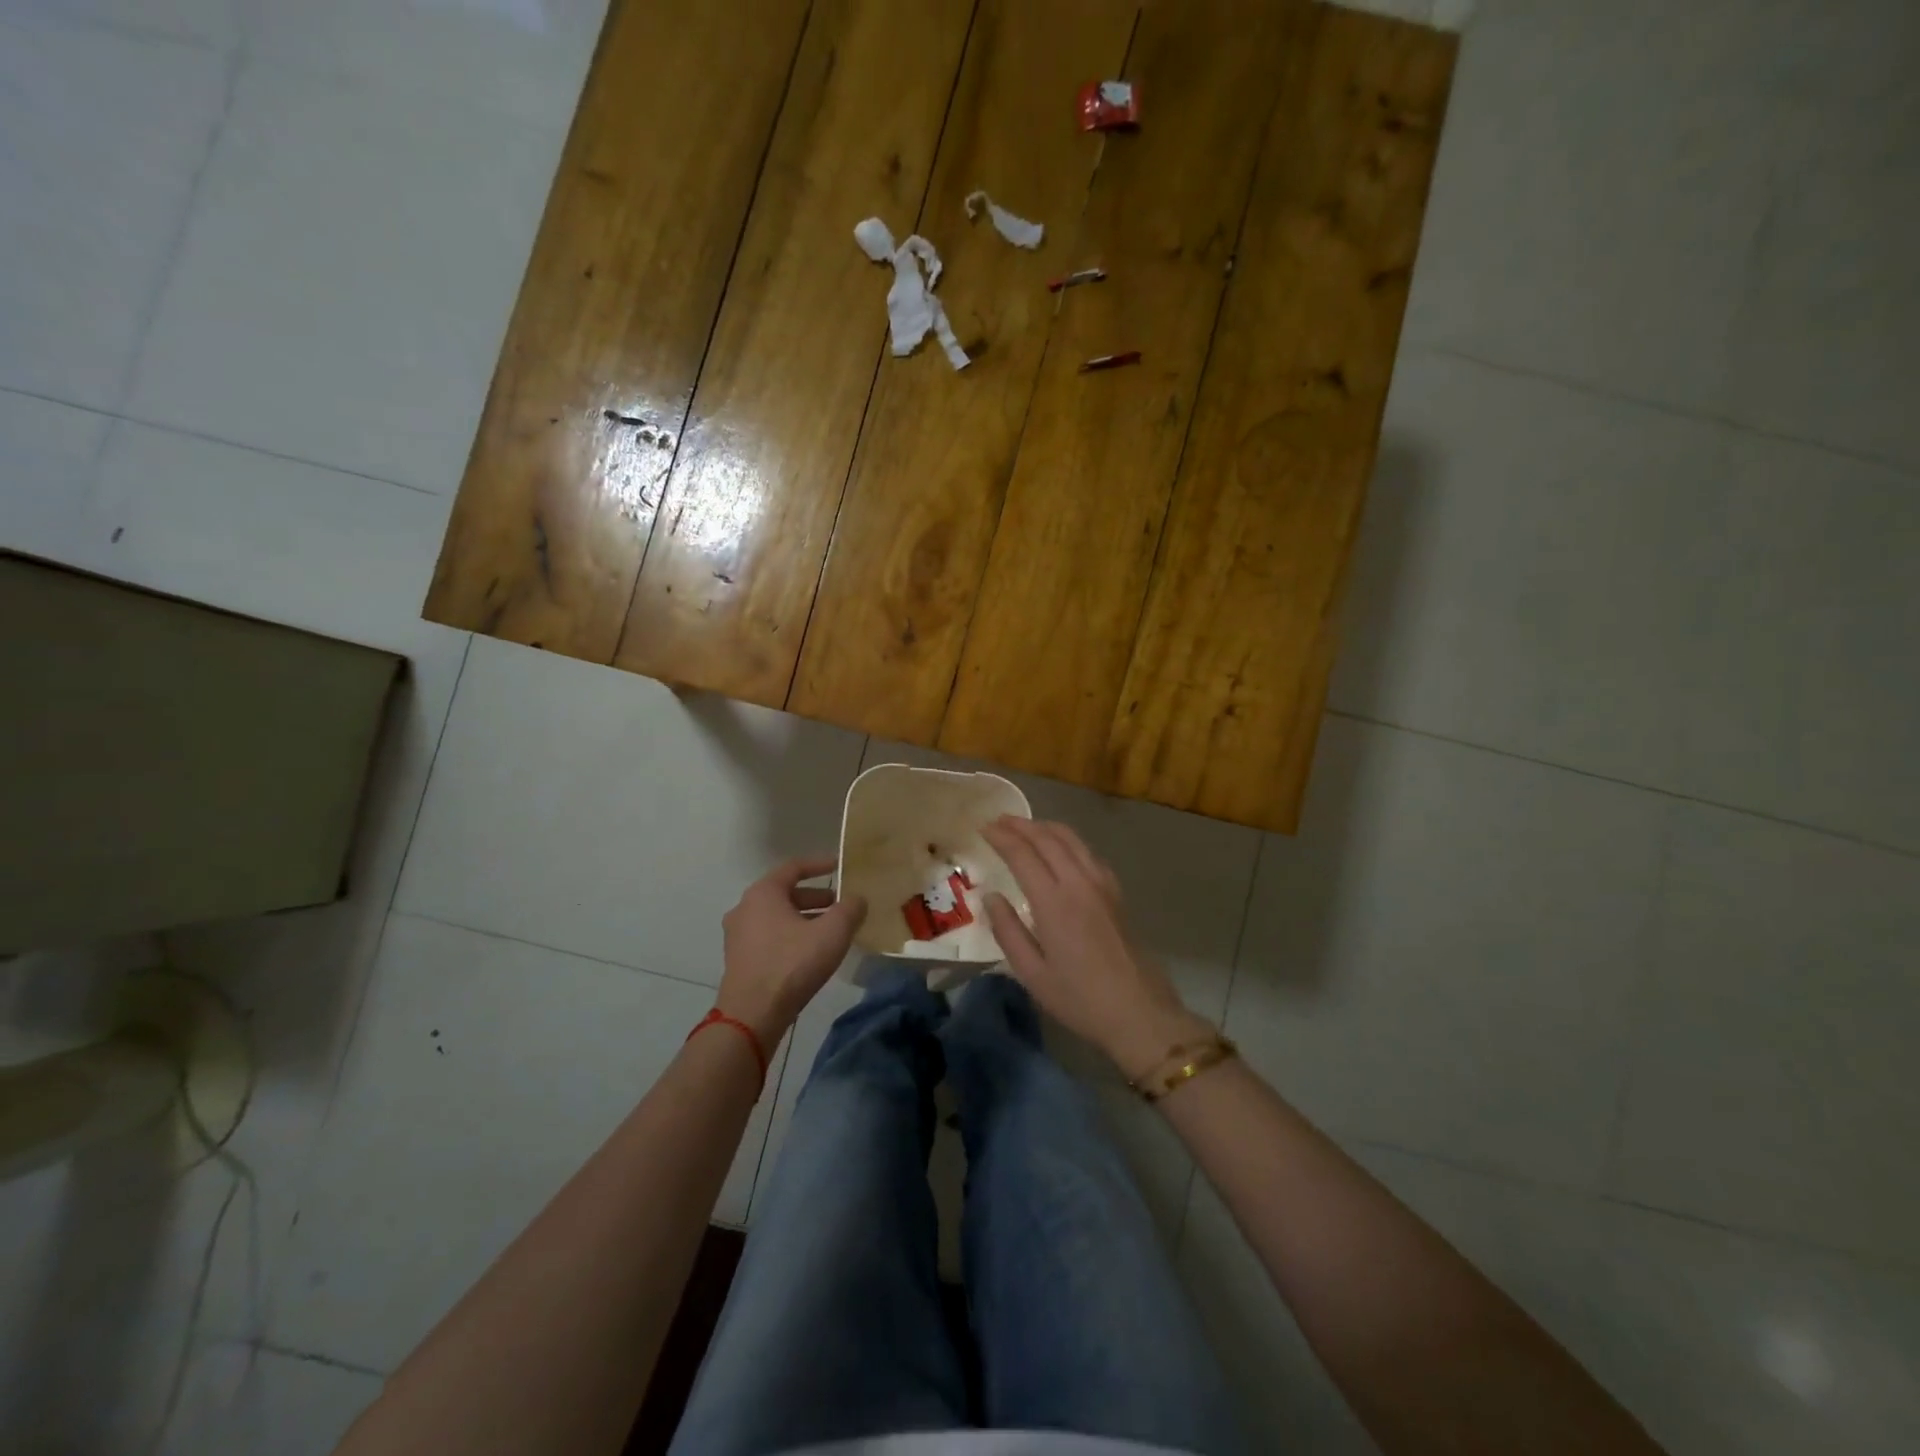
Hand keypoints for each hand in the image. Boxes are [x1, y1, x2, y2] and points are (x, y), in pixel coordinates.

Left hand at [715, 857, 866, 1048]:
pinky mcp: (739, 960)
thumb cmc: (792, 964)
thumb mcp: (832, 932)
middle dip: (815, 897)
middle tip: (840, 904)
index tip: (840, 865)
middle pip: (785, 893)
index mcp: (763, 893)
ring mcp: (738, 936)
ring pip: (777, 917)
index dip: (820, 864)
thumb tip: (857, 899)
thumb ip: (850, 909)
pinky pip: (770, 937)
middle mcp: (745, 908)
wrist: (752, 1015)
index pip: (794, 867)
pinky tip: (811, 953)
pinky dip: (791, 936)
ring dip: (804, 918)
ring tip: (830, 930)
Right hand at [980, 817, 1212, 1079]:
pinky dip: (1068, 840)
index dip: (1001, 837)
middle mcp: (1079, 883)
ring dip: (1045, 827)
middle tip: (998, 821)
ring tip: (1025, 827)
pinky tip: (1061, 849)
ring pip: (1072, 839)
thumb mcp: (1032, 974)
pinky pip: (1088, 852)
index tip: (982, 827)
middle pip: (1048, 838)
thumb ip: (1008, 931)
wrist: (1140, 1013)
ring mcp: (1102, 885)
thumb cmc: (1080, 999)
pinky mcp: (1116, 893)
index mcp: (1054, 902)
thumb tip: (990, 897)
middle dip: (1020, 825)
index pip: (1022, 854)